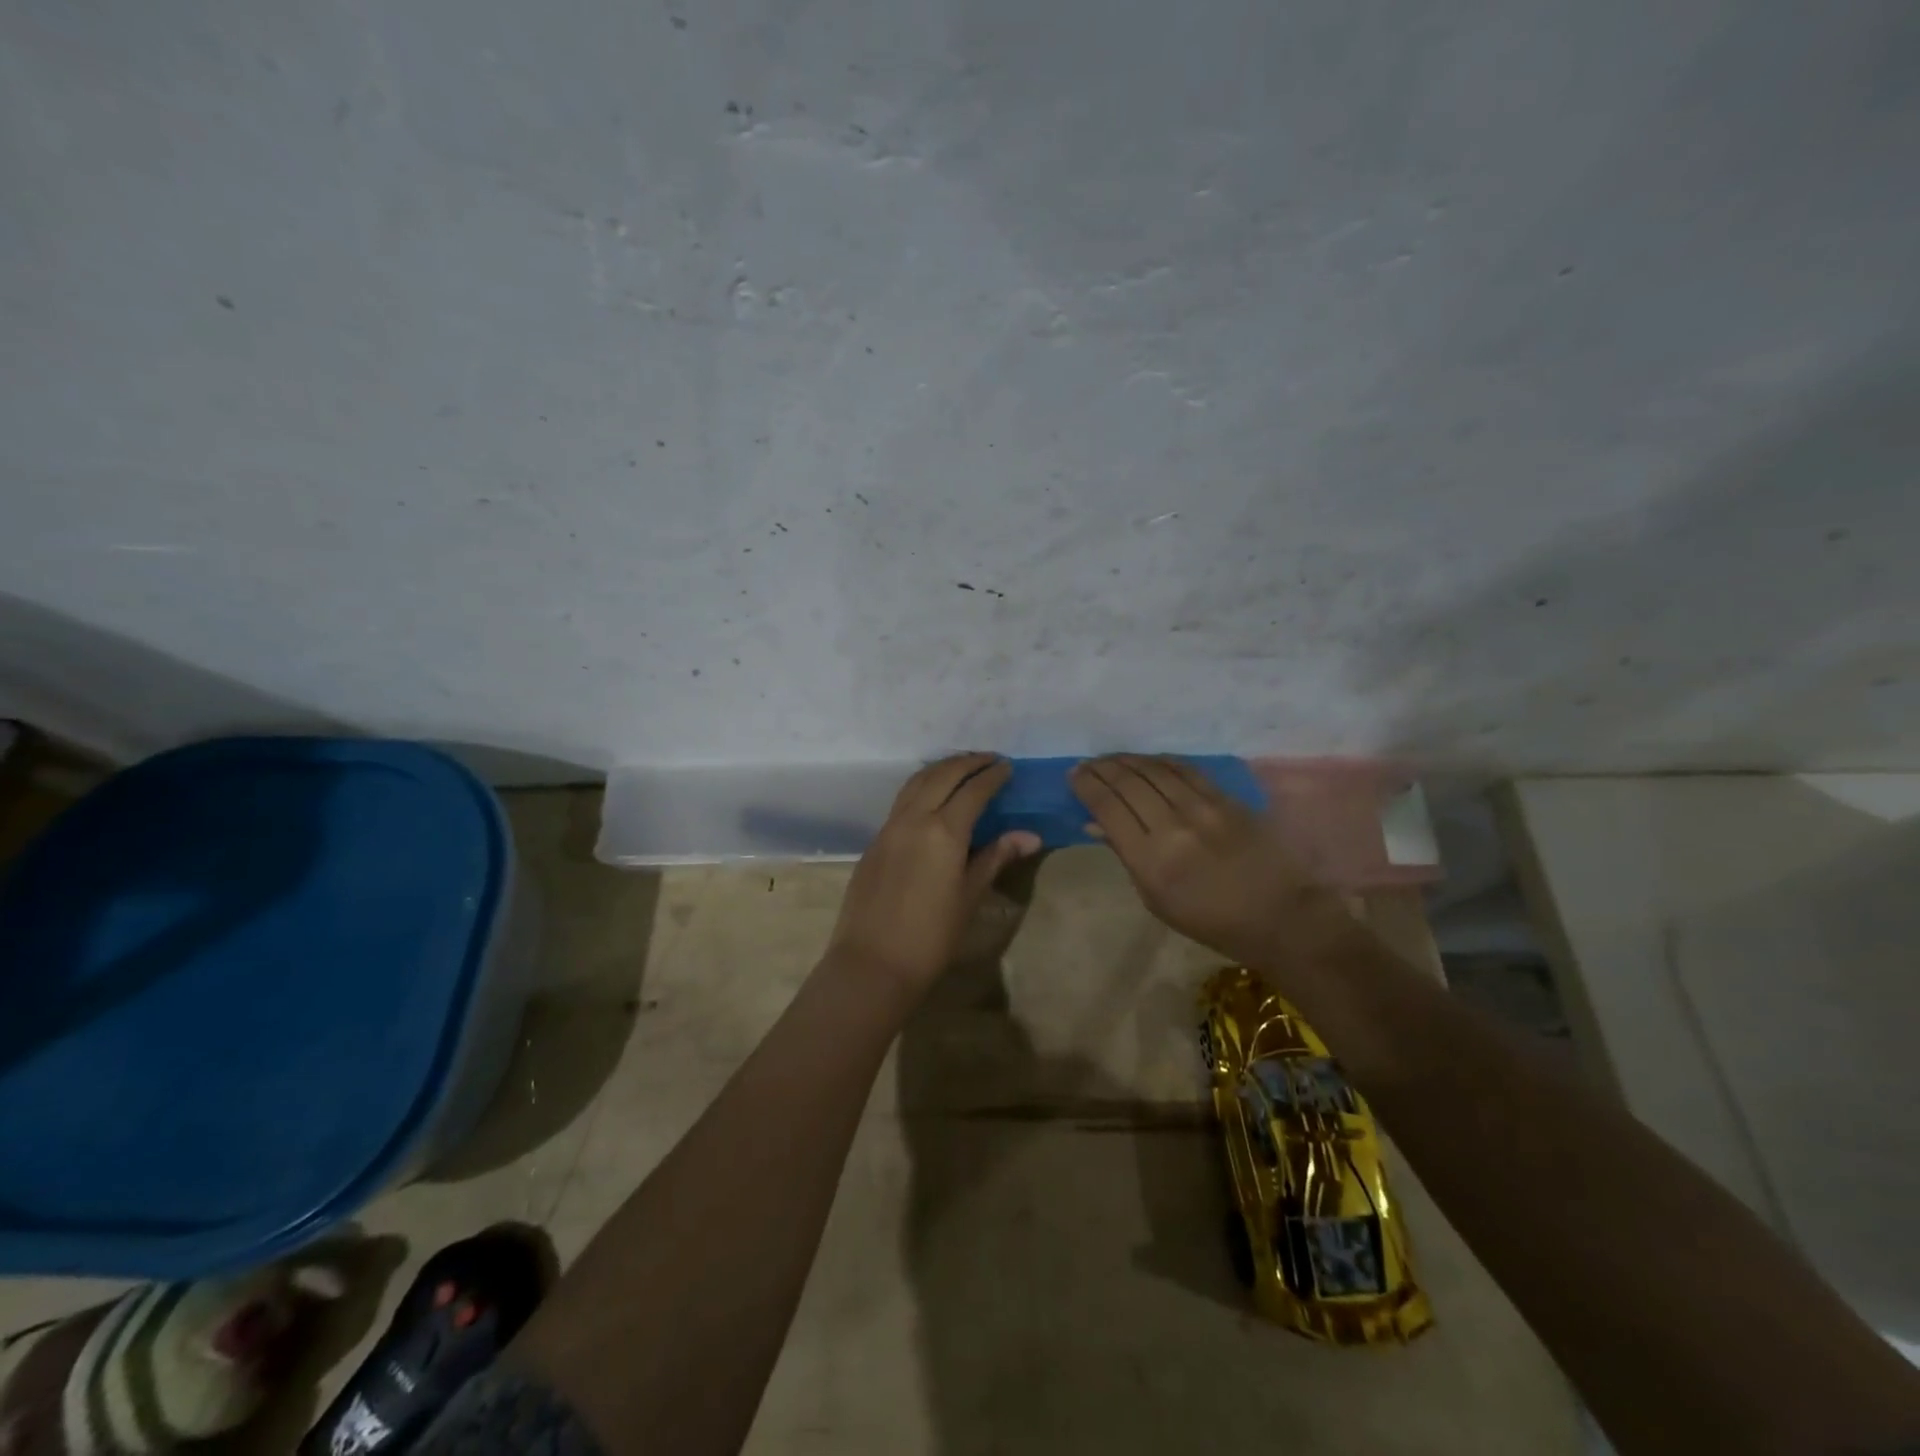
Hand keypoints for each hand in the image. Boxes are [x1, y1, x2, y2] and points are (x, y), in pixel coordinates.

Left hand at [826, 754, 1040, 995]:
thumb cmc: (931, 936)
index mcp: (943, 831)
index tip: (1008, 767)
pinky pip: (902, 800)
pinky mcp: (875, 840)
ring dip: (941, 768)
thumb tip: (1030, 836)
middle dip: (967, 762)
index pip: (973, 790)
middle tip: (989, 759)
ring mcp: (889, 827)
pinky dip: (921, 786)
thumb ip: (995, 857)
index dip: (992, 776)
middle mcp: (914, 818)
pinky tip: (932, 796)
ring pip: (916, 782)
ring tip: (961, 767)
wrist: (873, 963)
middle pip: (942, 775)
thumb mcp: (970, 896)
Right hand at [1071, 754, 1345, 968]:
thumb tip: (1096, 823)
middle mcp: (1173, 827)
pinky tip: (1148, 761)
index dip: (1087, 786)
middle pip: (1128, 783)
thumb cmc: (1210, 921)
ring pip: (1154, 770)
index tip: (1074, 774)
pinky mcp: (1227, 799)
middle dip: (1101, 768)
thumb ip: (1126, 855)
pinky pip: (1185, 769)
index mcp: (1151, 861)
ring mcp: (1203, 809)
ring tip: (1111, 759)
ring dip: (1127, 760)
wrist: (1280, 916)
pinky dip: (1160, 761)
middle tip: (1087, 763)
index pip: (1108, 808)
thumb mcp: (1156, 900)